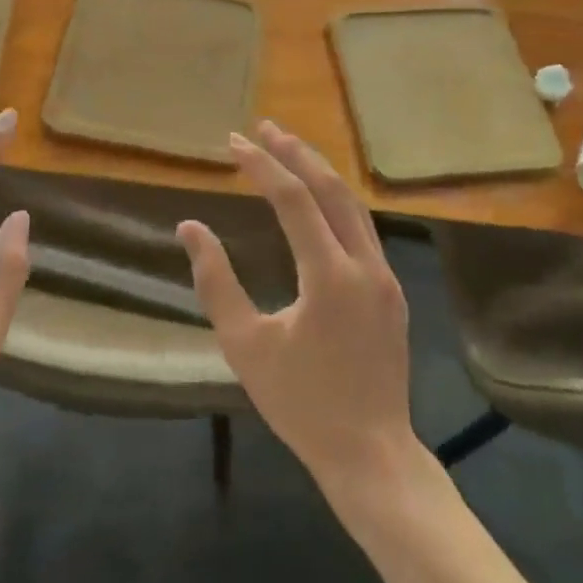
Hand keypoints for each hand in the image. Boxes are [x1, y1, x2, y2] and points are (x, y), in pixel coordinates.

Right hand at [177, 122, 413, 490]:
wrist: (372, 455)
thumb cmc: (301, 404)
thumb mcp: (245, 347)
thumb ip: (216, 283)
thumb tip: (190, 227)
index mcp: (330, 276)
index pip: (295, 200)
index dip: (262, 166)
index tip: (233, 142)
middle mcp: (365, 264)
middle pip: (330, 188)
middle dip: (295, 152)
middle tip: (263, 127)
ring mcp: (385, 275)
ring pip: (352, 204)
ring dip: (318, 171)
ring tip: (288, 147)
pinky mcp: (391, 290)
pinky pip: (362, 227)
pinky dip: (335, 200)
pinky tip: (317, 197)